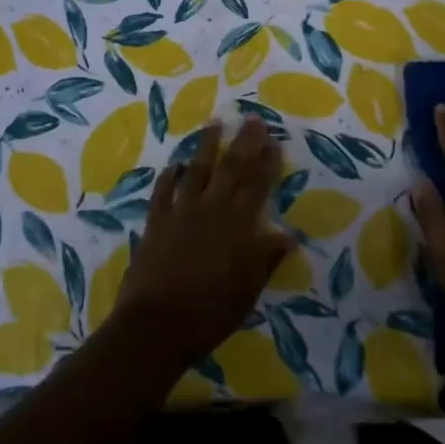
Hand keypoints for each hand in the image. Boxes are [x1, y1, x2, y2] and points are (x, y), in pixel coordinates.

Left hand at [114, 116, 294, 366]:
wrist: (157, 323)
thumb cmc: (210, 312)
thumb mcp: (248, 290)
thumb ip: (266, 259)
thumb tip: (288, 236)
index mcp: (238, 225)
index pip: (257, 186)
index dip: (267, 163)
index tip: (275, 142)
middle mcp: (211, 209)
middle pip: (231, 168)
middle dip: (244, 143)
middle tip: (252, 119)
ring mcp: (181, 212)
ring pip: (197, 170)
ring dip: (207, 147)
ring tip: (215, 124)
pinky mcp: (156, 221)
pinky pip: (163, 191)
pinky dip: (169, 177)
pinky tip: (174, 166)